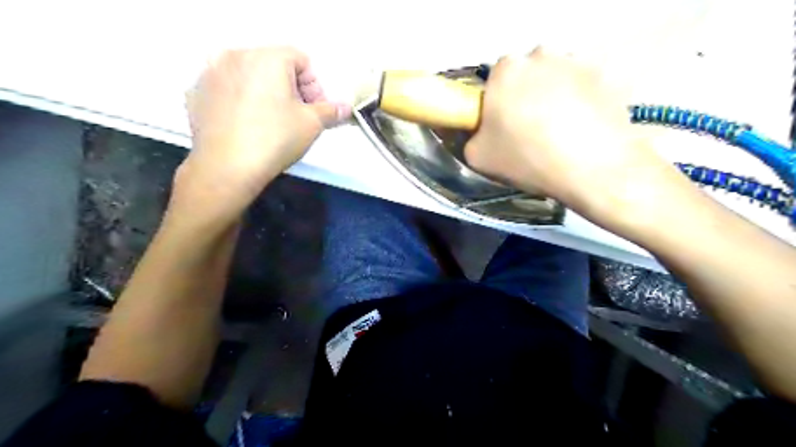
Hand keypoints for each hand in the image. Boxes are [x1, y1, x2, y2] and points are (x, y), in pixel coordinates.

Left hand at [174, 46, 351, 222]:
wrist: (226, 167)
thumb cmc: (275, 139)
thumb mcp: (312, 125)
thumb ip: (331, 111)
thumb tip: (346, 108)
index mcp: (267, 58)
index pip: (301, 60)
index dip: (314, 85)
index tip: (315, 110)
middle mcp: (235, 55)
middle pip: (273, 64)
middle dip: (291, 88)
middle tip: (296, 116)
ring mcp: (210, 73)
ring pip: (248, 75)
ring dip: (265, 92)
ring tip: (270, 120)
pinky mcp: (196, 93)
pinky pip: (226, 89)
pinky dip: (239, 100)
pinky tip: (245, 124)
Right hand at [467, 48, 683, 225]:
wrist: (592, 168)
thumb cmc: (527, 158)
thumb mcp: (478, 157)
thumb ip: (472, 136)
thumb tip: (483, 131)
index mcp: (505, 70)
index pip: (494, 81)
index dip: (497, 104)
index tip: (504, 125)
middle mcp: (539, 55)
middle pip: (525, 75)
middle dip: (524, 96)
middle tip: (530, 129)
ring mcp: (576, 61)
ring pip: (554, 78)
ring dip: (552, 97)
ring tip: (559, 131)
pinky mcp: (604, 74)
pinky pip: (581, 86)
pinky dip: (578, 101)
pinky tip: (580, 129)